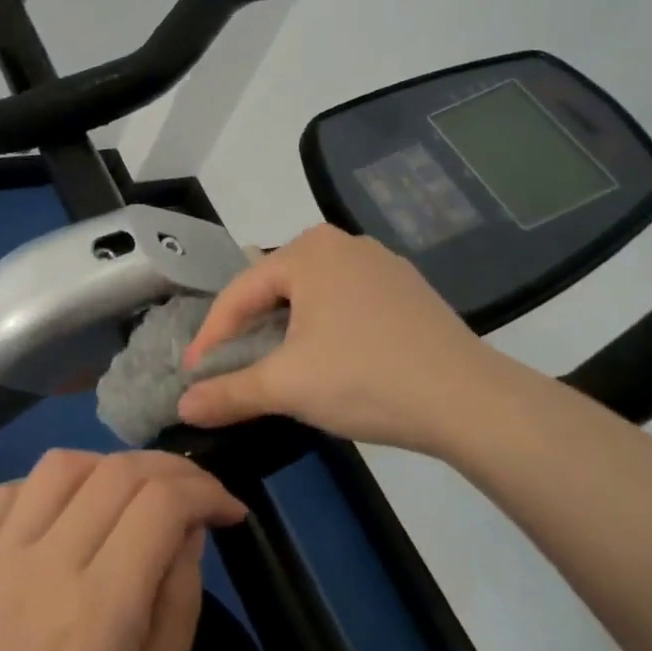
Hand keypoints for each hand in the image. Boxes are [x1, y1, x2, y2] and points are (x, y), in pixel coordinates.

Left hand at [0, 449, 246, 650]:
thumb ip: (178, 606)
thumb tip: (190, 526)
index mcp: (98, 615)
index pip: (161, 505)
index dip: (205, 491)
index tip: (230, 509)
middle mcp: (42, 569)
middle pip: (116, 472)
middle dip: (170, 469)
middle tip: (194, 493)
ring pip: (60, 465)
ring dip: (108, 466)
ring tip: (129, 497)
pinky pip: (7, 491)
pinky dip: (47, 485)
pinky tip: (65, 512)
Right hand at [176, 224, 524, 455]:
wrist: (469, 400)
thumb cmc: (364, 379)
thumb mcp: (286, 387)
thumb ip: (228, 392)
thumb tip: (182, 407)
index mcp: (307, 251)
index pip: (240, 292)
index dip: (212, 336)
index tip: (193, 374)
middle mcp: (342, 243)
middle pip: (275, 287)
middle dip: (249, 327)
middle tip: (232, 365)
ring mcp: (380, 263)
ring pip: (312, 293)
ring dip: (286, 327)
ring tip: (276, 363)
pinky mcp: (407, 288)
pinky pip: (346, 301)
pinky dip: (325, 326)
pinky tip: (331, 358)